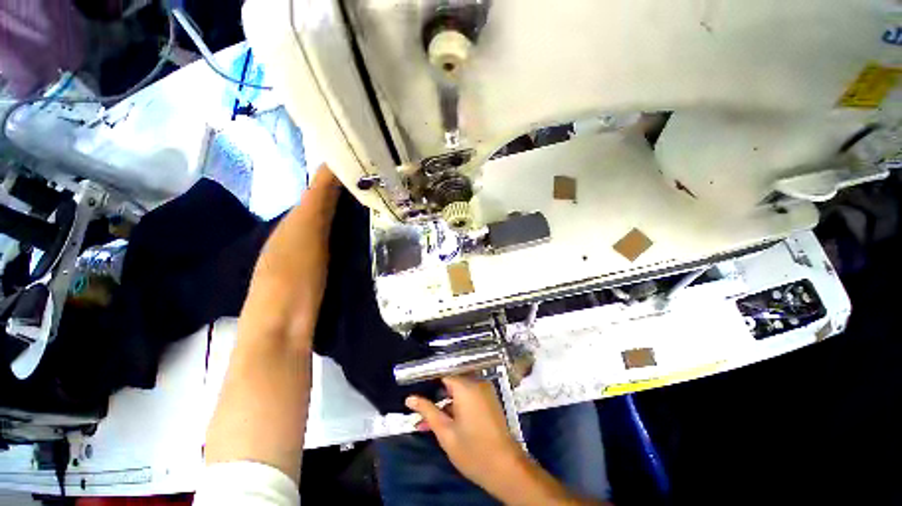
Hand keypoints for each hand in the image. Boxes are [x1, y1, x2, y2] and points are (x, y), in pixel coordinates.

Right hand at [405, 376, 526, 492]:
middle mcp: (477, 383)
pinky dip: (457, 406)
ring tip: (428, 422)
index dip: (428, 382)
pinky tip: (445, 422)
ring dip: (445, 404)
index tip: (416, 391)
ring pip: (459, 392)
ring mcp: (485, 391)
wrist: (506, 468)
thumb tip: (410, 398)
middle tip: (420, 412)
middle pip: (451, 383)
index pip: (443, 374)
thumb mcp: (445, 432)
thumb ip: (428, 411)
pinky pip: (469, 397)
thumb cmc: (472, 450)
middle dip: (436, 397)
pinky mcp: (490, 401)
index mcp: (466, 387)